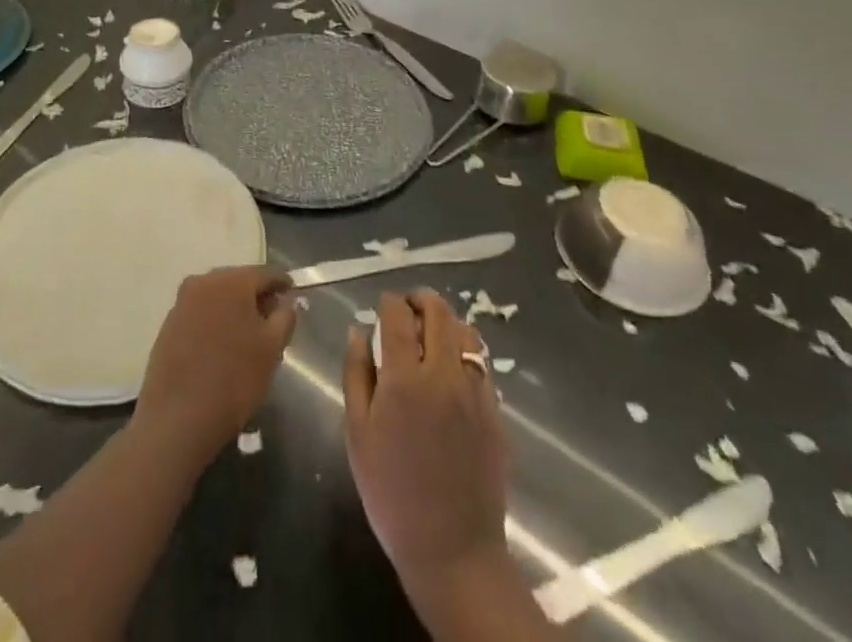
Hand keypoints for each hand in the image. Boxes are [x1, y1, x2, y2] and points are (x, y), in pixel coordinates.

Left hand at [135, 266, 296, 462]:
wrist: (177, 418)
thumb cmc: (234, 379)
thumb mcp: (271, 349)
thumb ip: (284, 318)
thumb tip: (285, 303)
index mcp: (230, 281)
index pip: (265, 273)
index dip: (282, 283)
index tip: (293, 293)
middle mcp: (203, 282)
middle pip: (239, 282)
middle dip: (257, 297)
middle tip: (273, 320)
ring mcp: (182, 302)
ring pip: (218, 298)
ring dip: (235, 310)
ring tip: (249, 337)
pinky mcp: (169, 325)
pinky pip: (201, 314)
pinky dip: (216, 322)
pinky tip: (223, 347)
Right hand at [344, 290, 509, 621]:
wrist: (452, 551)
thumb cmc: (392, 493)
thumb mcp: (358, 433)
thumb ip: (356, 374)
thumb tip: (358, 330)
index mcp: (404, 379)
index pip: (397, 315)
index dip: (388, 302)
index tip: (381, 307)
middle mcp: (443, 375)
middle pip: (438, 311)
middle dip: (420, 300)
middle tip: (406, 310)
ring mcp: (474, 392)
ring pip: (466, 331)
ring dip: (446, 322)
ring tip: (431, 334)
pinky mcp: (494, 411)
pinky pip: (481, 362)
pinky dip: (465, 351)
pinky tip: (452, 367)